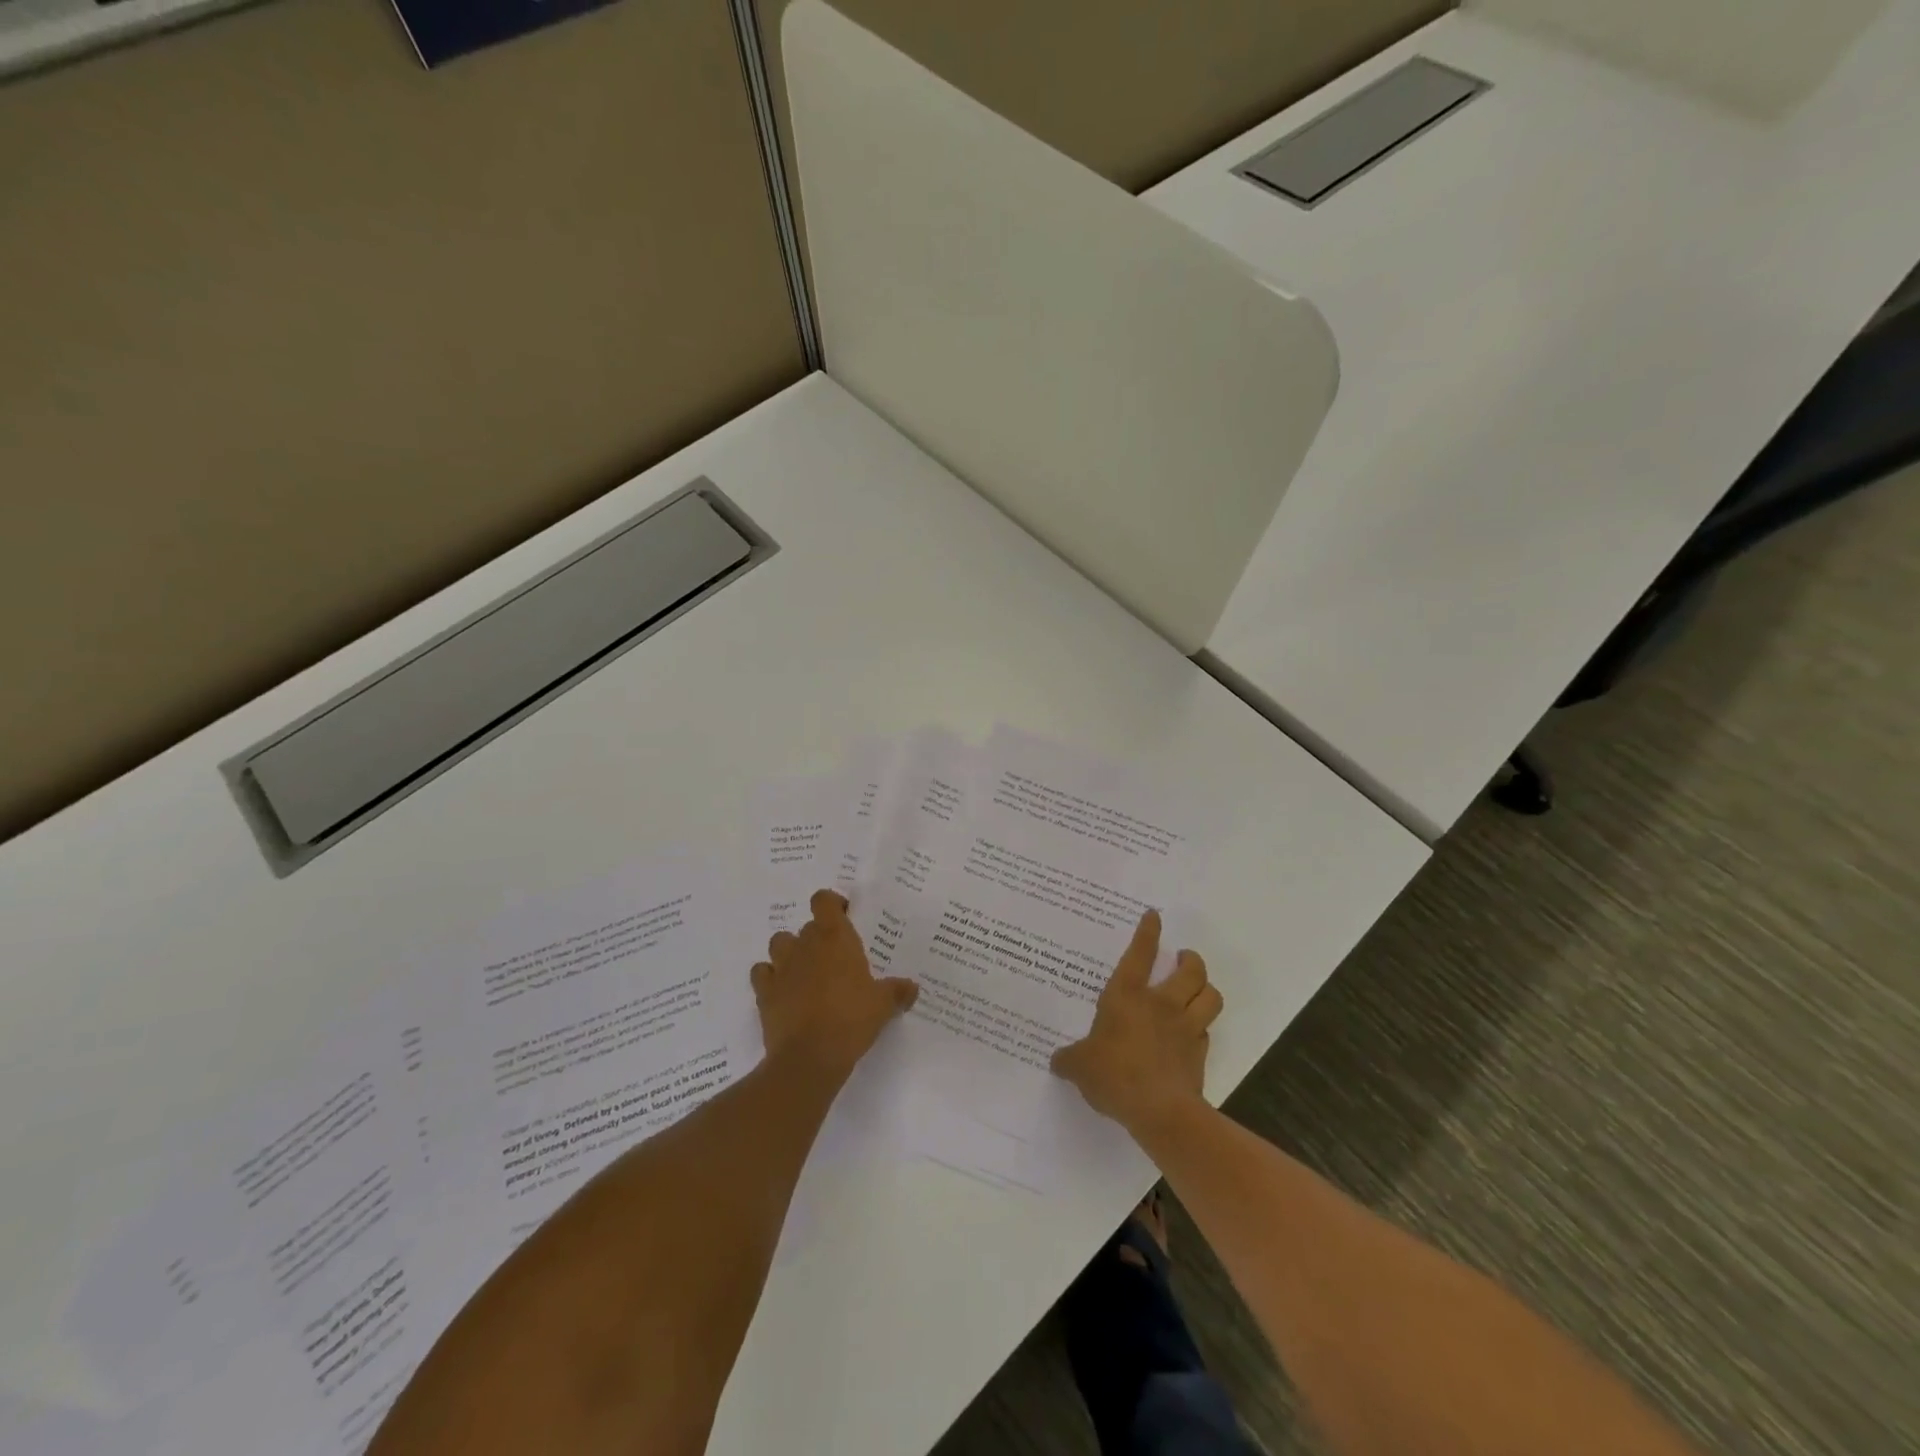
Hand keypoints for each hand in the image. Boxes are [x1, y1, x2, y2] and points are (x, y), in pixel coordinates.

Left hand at [751, 889, 918, 1078]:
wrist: (809, 1057)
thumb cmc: (851, 1019)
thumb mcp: (883, 1005)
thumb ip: (897, 991)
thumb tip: (912, 988)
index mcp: (834, 938)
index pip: (824, 900)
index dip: (832, 904)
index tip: (845, 917)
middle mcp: (805, 945)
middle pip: (807, 926)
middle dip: (819, 937)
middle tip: (836, 957)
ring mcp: (781, 967)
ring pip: (780, 943)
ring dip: (791, 951)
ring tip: (806, 970)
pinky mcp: (764, 992)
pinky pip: (762, 973)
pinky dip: (770, 977)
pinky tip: (783, 990)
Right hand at [1050, 910, 1220, 1137]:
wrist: (1160, 1111)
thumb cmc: (1114, 1075)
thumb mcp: (1080, 1067)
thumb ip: (1070, 1060)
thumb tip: (1057, 1060)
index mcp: (1127, 997)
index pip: (1140, 954)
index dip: (1148, 932)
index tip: (1154, 916)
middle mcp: (1161, 1004)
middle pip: (1190, 970)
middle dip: (1190, 959)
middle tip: (1184, 958)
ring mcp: (1185, 1028)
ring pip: (1210, 996)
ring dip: (1206, 988)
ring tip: (1198, 987)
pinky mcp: (1200, 1054)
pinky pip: (1207, 1031)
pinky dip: (1202, 1027)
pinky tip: (1193, 1033)